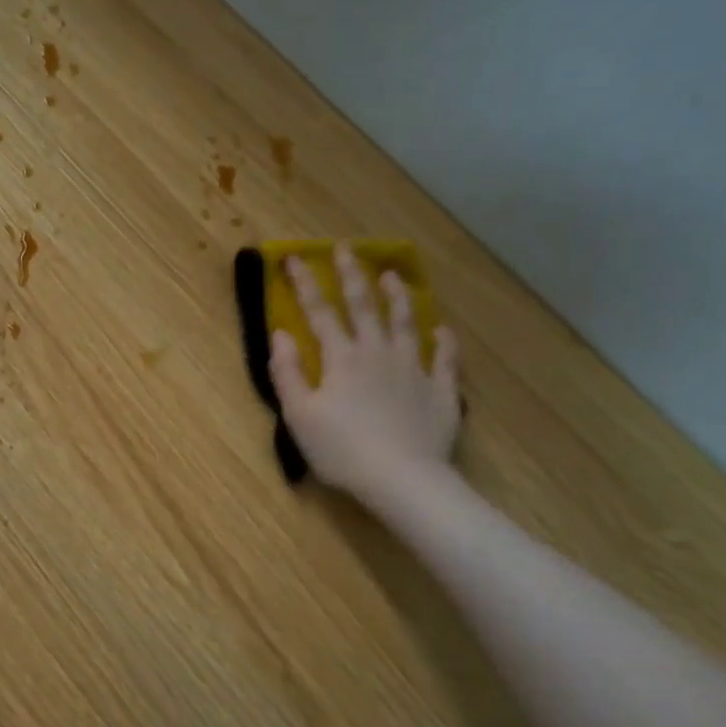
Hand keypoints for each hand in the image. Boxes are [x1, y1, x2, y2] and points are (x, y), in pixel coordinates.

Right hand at [268, 246, 461, 502]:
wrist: (401, 478)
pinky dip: (444, 342)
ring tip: (392, 275)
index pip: (319, 312)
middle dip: (351, 275)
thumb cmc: (341, 449)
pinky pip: (444, 359)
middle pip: (364, 306)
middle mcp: (378, 353)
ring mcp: (413, 369)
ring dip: (398, 297)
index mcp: (341, 358)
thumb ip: (287, 372)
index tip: (294, 259)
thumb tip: (281, 334)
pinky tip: (442, 330)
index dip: (305, 285)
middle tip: (345, 249)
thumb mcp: (299, 415)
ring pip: (405, 323)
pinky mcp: (440, 391)